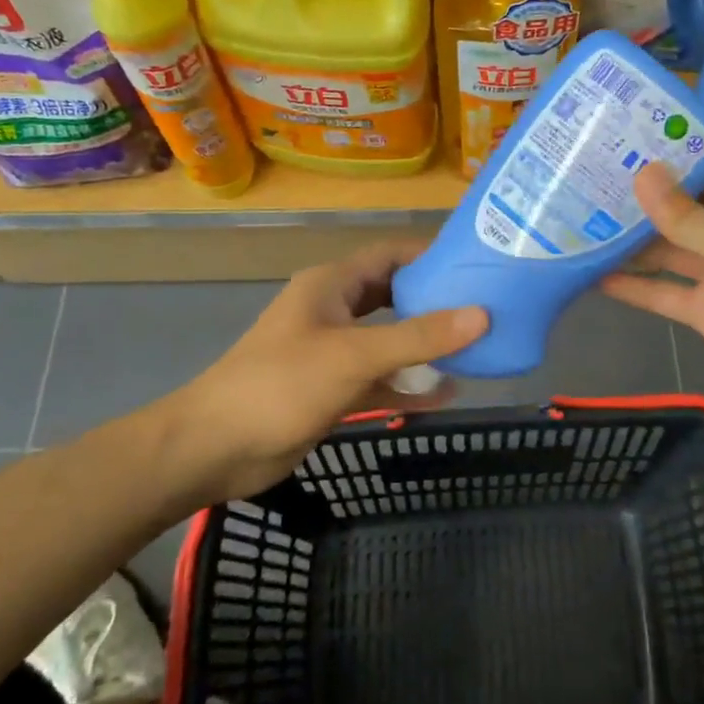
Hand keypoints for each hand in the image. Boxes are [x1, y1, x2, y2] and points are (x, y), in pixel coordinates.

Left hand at [170, 242, 486, 501]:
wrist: (216, 448)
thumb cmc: (282, 385)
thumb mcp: (354, 355)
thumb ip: (418, 337)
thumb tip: (482, 315)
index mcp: (332, 285)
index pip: (391, 255)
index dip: (432, 256)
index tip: (478, 266)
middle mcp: (334, 311)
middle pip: (395, 297)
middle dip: (436, 303)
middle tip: (486, 310)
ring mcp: (333, 352)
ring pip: (390, 341)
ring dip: (427, 347)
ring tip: (477, 350)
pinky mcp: (333, 388)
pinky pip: (380, 378)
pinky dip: (410, 384)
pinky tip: (447, 394)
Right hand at [601, 129, 703, 433]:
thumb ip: (692, 218)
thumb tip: (642, 174)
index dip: (700, 134)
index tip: (649, 120)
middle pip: (693, 199)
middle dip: (652, 185)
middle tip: (596, 165)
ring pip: (671, 246)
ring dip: (634, 235)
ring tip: (583, 213)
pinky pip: (664, 292)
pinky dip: (633, 286)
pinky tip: (592, 275)